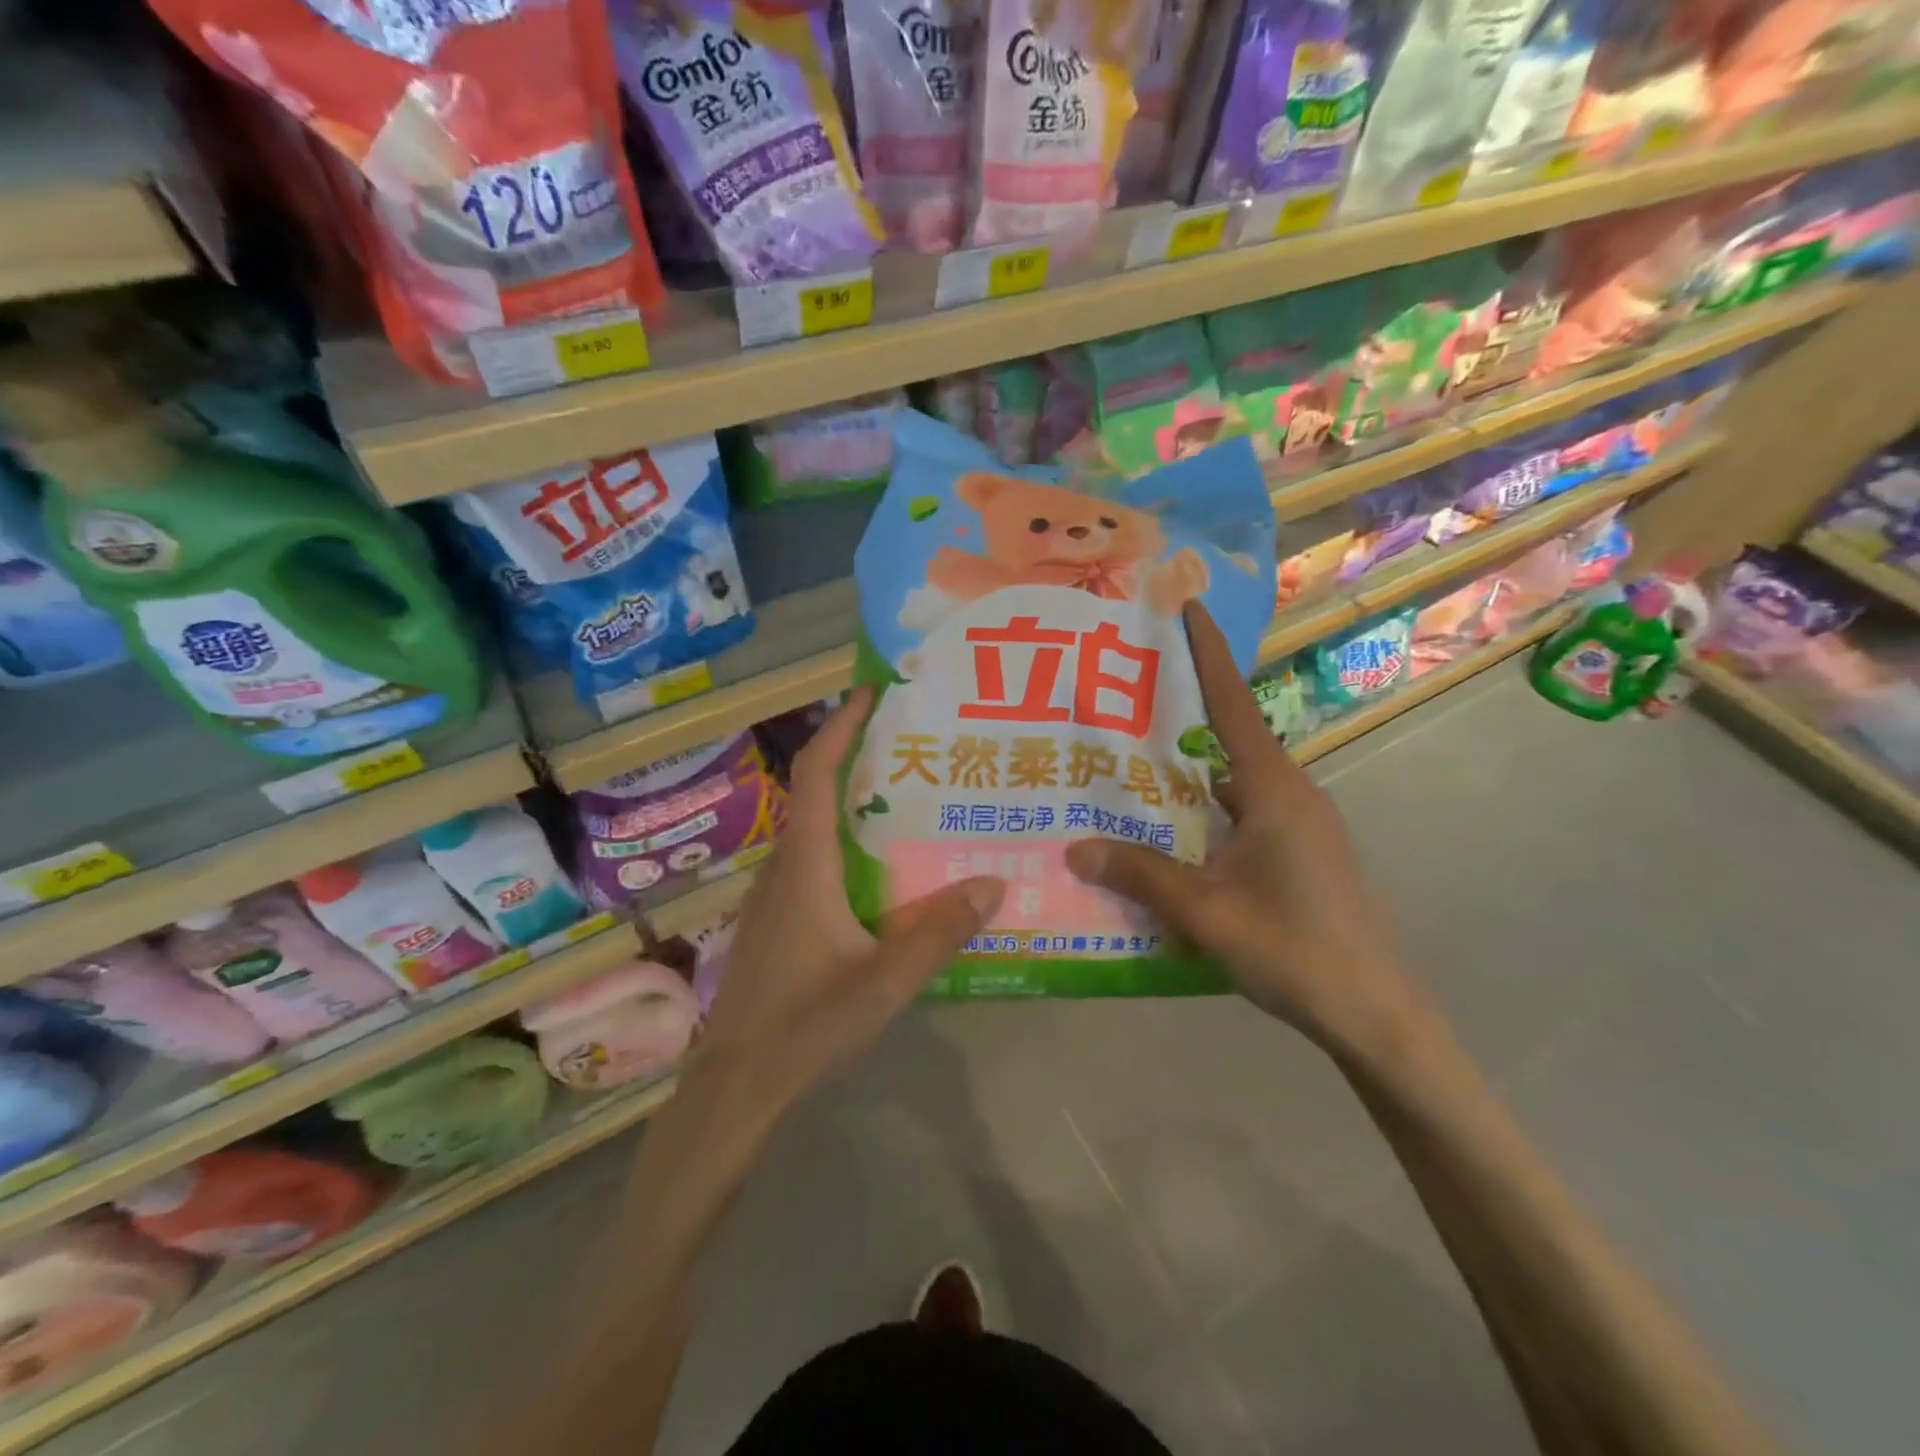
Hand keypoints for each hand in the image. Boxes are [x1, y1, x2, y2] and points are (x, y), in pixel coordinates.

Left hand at [689, 688, 1004, 1126]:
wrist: (736, 1084)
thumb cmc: (803, 1027)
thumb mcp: (884, 984)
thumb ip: (939, 934)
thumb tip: (994, 882)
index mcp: (806, 866)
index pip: (816, 774)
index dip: (841, 726)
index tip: (873, 691)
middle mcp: (786, 866)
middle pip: (816, 790)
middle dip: (857, 754)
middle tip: (915, 741)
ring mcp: (777, 893)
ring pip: (816, 827)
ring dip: (854, 800)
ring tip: (911, 795)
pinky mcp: (779, 918)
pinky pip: (815, 858)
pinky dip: (848, 840)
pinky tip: (886, 867)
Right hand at [1065, 603, 1436, 1059]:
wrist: (1375, 1014)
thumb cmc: (1296, 950)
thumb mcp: (1207, 913)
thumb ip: (1141, 875)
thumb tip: (1074, 847)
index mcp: (1274, 790)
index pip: (1233, 705)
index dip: (1207, 654)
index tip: (1186, 607)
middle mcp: (1289, 794)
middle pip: (1227, 738)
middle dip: (1178, 715)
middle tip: (1119, 700)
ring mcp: (1297, 825)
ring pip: (1230, 783)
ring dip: (1185, 775)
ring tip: (1125, 770)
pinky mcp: (1297, 853)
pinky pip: (1239, 815)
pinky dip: (1202, 814)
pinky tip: (1165, 837)